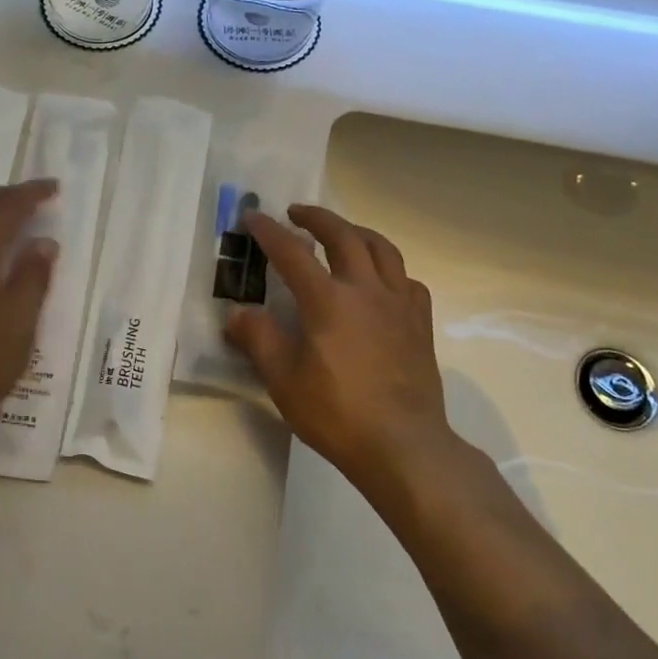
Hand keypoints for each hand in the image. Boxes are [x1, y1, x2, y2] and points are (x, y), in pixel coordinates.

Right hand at [225, 204, 452, 490]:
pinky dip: (389, 269)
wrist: (403, 445)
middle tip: (297, 212)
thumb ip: (259, 339)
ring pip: (382, 249)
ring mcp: (399, 304)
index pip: (292, 253)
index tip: (253, 217)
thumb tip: (237, 313)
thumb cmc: (336, 414)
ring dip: (357, 231)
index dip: (269, 231)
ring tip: (342, 232)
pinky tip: (381, 281)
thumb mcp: (283, 380)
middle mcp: (366, 290)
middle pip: (344, 235)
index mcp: (328, 300)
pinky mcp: (420, 323)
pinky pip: (406, 280)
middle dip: (317, 218)